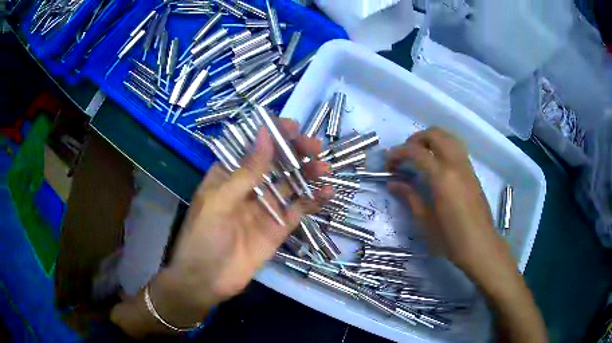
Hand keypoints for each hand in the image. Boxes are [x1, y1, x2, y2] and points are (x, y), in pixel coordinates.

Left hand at [112, 120, 330, 336]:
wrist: (206, 280)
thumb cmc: (204, 236)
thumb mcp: (220, 200)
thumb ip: (247, 170)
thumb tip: (265, 133)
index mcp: (229, 175)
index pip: (253, 146)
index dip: (273, 134)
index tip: (293, 127)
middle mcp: (249, 187)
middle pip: (276, 163)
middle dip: (295, 152)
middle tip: (315, 147)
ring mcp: (265, 207)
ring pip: (290, 184)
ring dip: (308, 173)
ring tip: (324, 167)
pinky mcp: (277, 228)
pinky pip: (298, 210)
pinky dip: (313, 200)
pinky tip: (327, 192)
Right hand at [386, 128, 546, 342]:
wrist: (481, 246)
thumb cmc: (451, 239)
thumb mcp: (425, 222)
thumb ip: (410, 197)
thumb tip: (393, 183)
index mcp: (442, 177)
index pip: (416, 151)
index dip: (398, 153)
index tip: (388, 164)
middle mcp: (456, 165)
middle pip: (435, 134)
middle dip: (415, 139)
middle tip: (404, 155)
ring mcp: (466, 167)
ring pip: (449, 137)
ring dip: (431, 139)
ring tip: (420, 155)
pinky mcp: (472, 172)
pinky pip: (456, 148)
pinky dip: (442, 146)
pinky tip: (436, 165)